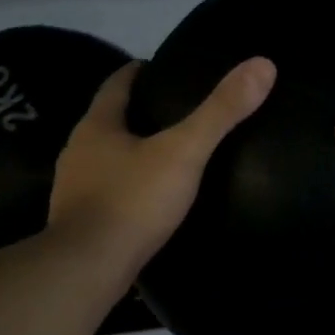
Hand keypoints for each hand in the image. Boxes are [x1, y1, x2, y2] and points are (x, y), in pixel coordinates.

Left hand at [50, 56, 275, 269]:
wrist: (87, 269)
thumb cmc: (132, 202)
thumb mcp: (183, 152)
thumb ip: (220, 112)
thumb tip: (262, 65)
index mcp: (96, 126)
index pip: (116, 85)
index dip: (137, 72)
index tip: (160, 68)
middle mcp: (77, 151)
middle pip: (107, 121)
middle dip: (136, 113)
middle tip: (173, 111)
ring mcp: (73, 189)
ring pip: (104, 159)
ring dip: (128, 152)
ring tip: (165, 154)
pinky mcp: (78, 222)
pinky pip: (105, 192)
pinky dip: (125, 187)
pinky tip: (147, 198)